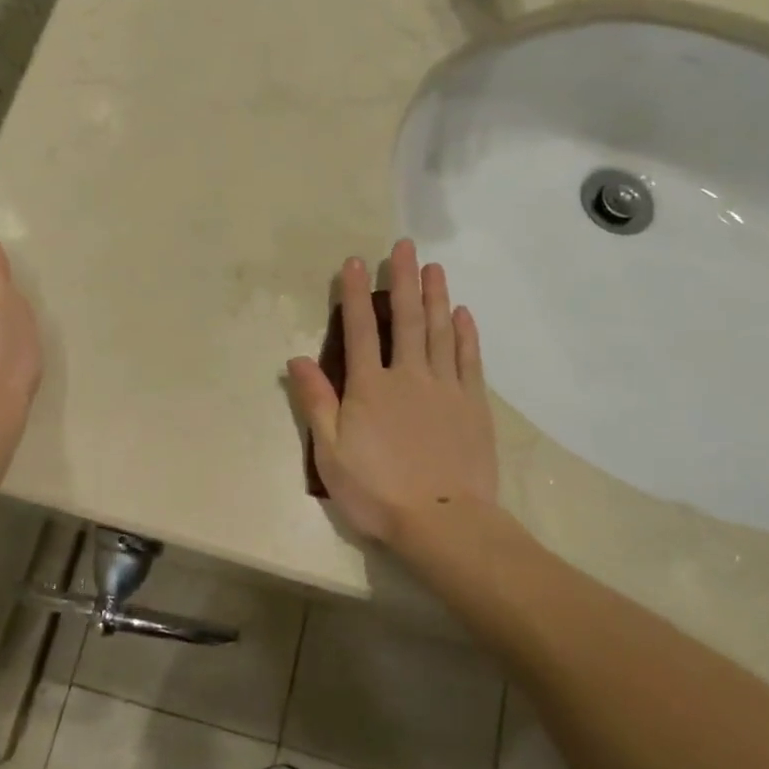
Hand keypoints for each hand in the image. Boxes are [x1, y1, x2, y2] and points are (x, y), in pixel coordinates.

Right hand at [287, 240, 497, 544]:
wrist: (444, 521)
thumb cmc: (378, 491)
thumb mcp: (331, 453)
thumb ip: (316, 402)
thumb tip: (297, 358)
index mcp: (370, 387)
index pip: (361, 329)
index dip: (355, 294)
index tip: (355, 261)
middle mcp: (408, 375)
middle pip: (406, 319)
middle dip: (403, 279)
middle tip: (405, 246)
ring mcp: (445, 387)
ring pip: (440, 331)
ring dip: (436, 296)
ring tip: (434, 267)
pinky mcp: (472, 404)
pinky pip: (468, 359)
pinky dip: (465, 333)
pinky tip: (463, 313)